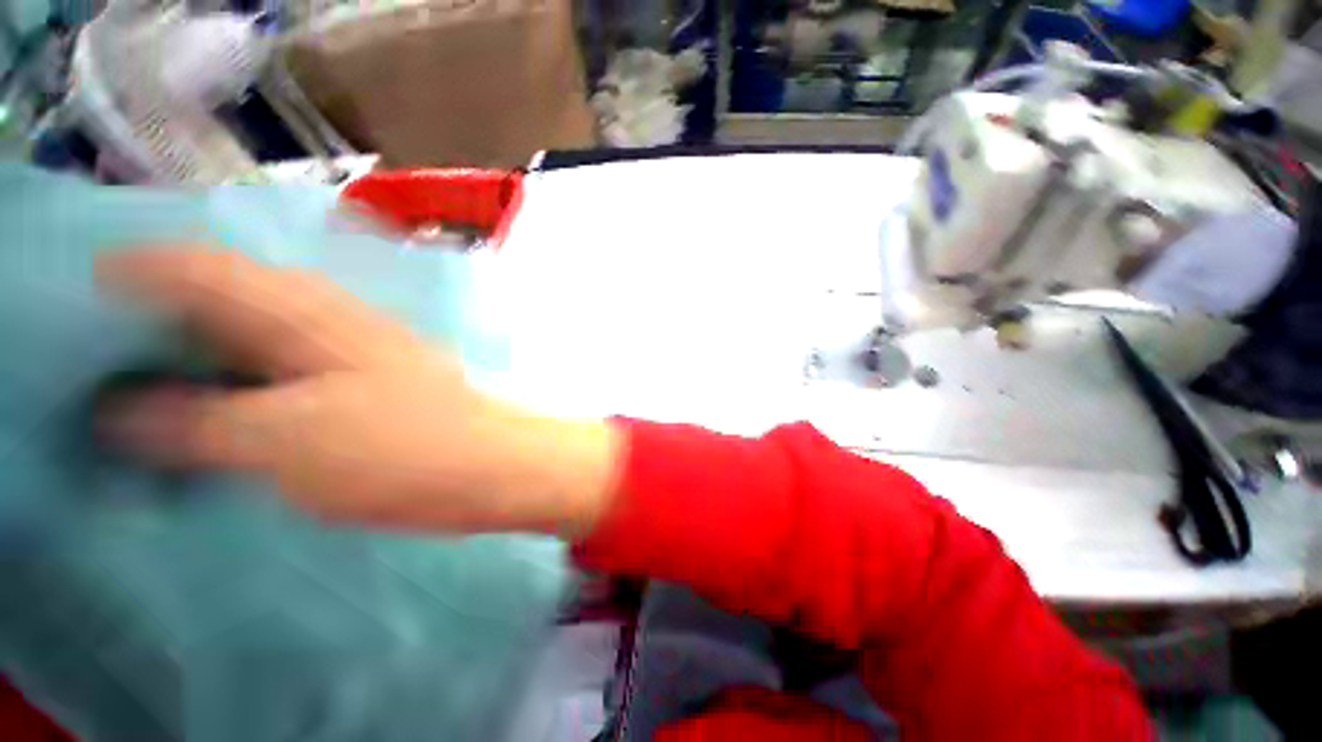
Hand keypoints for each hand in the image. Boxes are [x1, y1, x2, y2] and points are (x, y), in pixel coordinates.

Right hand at [96, 248, 621, 538]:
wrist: (492, 465)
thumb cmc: (404, 451)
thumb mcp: (284, 440)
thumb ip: (194, 421)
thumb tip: (117, 409)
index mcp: (304, 312)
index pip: (199, 267)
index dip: (134, 272)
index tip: (78, 298)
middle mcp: (328, 318)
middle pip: (222, 297)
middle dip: (155, 316)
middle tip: (92, 351)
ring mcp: (354, 350)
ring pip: (252, 334)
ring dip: (195, 351)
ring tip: (134, 382)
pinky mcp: (369, 384)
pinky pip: (285, 369)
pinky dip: (239, 380)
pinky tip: (216, 406)